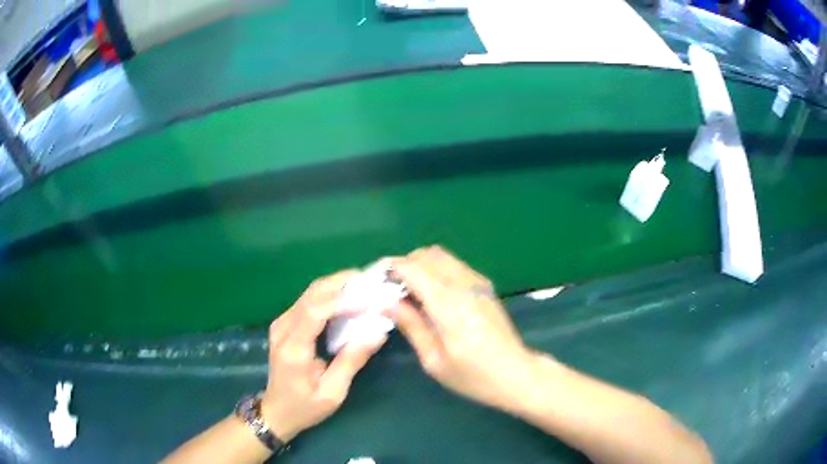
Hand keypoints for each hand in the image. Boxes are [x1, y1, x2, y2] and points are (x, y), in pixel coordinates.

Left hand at [261, 271, 386, 442]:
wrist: (276, 411)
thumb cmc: (305, 407)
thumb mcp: (332, 393)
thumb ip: (351, 361)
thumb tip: (377, 333)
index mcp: (293, 348)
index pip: (314, 312)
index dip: (342, 301)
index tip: (370, 298)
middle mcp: (283, 328)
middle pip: (312, 293)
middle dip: (343, 283)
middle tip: (374, 283)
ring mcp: (282, 323)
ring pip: (311, 292)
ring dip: (338, 286)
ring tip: (367, 287)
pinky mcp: (286, 323)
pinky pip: (310, 300)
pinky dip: (331, 295)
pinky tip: (350, 299)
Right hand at [388, 246, 539, 412]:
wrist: (516, 374)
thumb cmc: (473, 376)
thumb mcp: (434, 360)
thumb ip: (411, 326)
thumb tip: (387, 302)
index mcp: (449, 305)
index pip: (414, 269)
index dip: (391, 268)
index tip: (375, 279)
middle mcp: (465, 285)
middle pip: (428, 255)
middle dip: (405, 265)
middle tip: (392, 288)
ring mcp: (478, 283)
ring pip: (442, 256)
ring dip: (422, 266)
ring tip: (410, 293)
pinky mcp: (485, 286)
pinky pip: (455, 266)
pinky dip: (437, 271)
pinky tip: (432, 296)